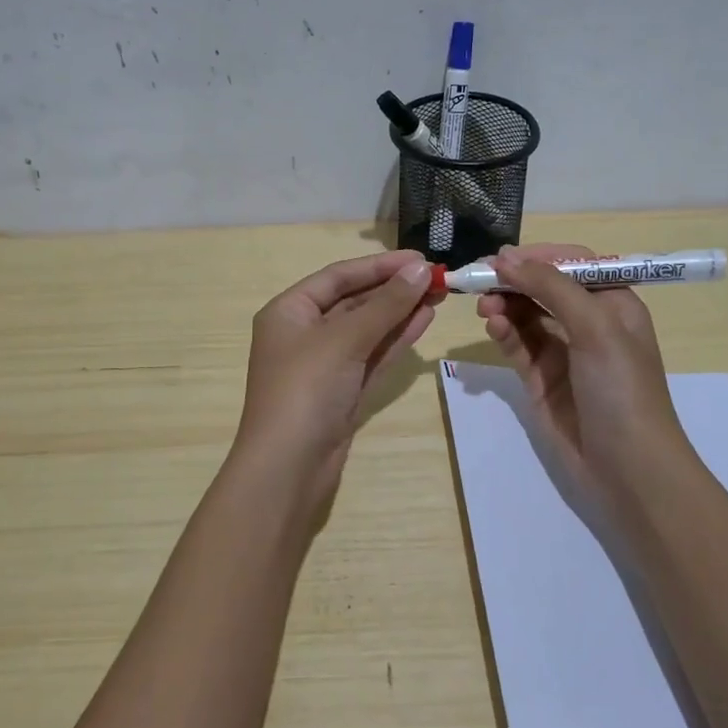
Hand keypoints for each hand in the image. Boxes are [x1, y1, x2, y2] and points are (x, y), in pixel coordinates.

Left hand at [233, 249, 439, 507]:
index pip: (338, 277)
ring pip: (368, 330)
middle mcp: (304, 334)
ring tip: (439, 294)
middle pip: (354, 302)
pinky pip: (372, 356)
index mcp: (289, 312)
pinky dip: (396, 340)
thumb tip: (421, 270)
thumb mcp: (344, 340)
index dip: (380, 266)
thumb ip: (385, 304)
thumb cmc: (305, 390)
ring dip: (400, 312)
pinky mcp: (343, 392)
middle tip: (439, 277)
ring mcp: (324, 366)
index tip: (421, 258)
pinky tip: (424, 321)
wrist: (287, 469)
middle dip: (394, 289)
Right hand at [476, 243, 695, 506]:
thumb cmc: (622, 389)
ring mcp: (563, 353)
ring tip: (484, 307)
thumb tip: (506, 256)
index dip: (538, 257)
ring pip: (526, 316)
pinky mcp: (541, 380)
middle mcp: (588, 324)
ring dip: (505, 305)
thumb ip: (551, 287)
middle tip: (479, 280)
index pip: (572, 265)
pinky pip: (518, 345)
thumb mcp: (595, 327)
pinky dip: (504, 332)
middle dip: (514, 281)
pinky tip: (493, 326)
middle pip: (544, 288)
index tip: (502, 257)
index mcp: (613, 304)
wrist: (629, 469)